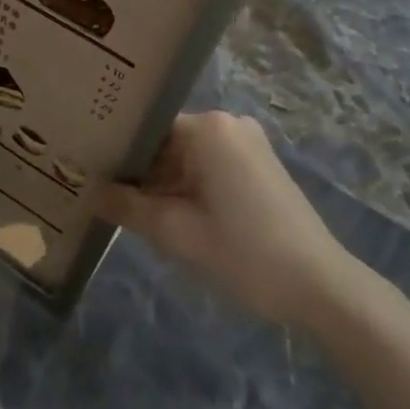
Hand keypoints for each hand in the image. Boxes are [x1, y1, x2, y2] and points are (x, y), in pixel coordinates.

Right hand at [99, 112, 358, 327]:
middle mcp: (229, 124)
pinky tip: (172, 216)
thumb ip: (127, 207)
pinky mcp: (259, 165)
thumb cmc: (245, 253)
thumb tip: (90, 190)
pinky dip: (189, 188)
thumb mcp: (176, 233)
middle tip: (106, 201)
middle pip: (167, 143)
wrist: (319, 285)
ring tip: (133, 213)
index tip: (92, 175)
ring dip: (164, 184)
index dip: (118, 155)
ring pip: (187, 157)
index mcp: (209, 128)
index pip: (147, 130)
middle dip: (140, 173)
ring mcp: (248, 143)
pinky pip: (210, 166)